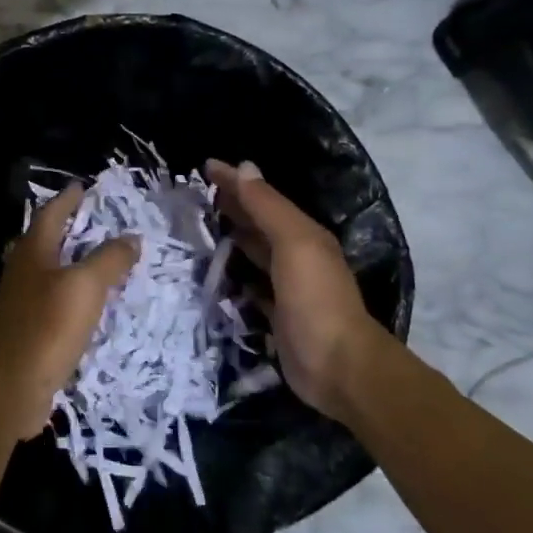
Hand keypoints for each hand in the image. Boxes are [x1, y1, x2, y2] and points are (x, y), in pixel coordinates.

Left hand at [0, 183, 138, 438]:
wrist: (10, 387)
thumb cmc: (47, 327)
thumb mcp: (86, 286)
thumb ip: (109, 259)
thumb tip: (131, 237)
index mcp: (32, 253)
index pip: (49, 215)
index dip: (66, 200)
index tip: (82, 187)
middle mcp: (21, 273)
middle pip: (43, 241)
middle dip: (66, 229)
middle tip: (93, 221)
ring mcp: (20, 304)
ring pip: (46, 273)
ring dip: (69, 262)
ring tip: (96, 261)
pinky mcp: (25, 333)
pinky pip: (51, 302)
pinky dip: (70, 295)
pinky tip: (85, 306)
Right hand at [207, 159, 408, 425]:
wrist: (337, 366)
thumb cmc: (315, 299)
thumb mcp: (294, 244)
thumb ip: (268, 207)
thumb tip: (244, 167)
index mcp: (303, 234)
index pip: (262, 198)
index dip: (235, 181)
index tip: (204, 166)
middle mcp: (296, 255)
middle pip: (258, 223)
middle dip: (232, 205)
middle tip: (196, 193)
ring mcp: (287, 287)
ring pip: (253, 252)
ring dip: (231, 237)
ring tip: (200, 226)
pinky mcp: (276, 315)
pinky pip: (250, 285)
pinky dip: (235, 274)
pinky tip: (218, 272)